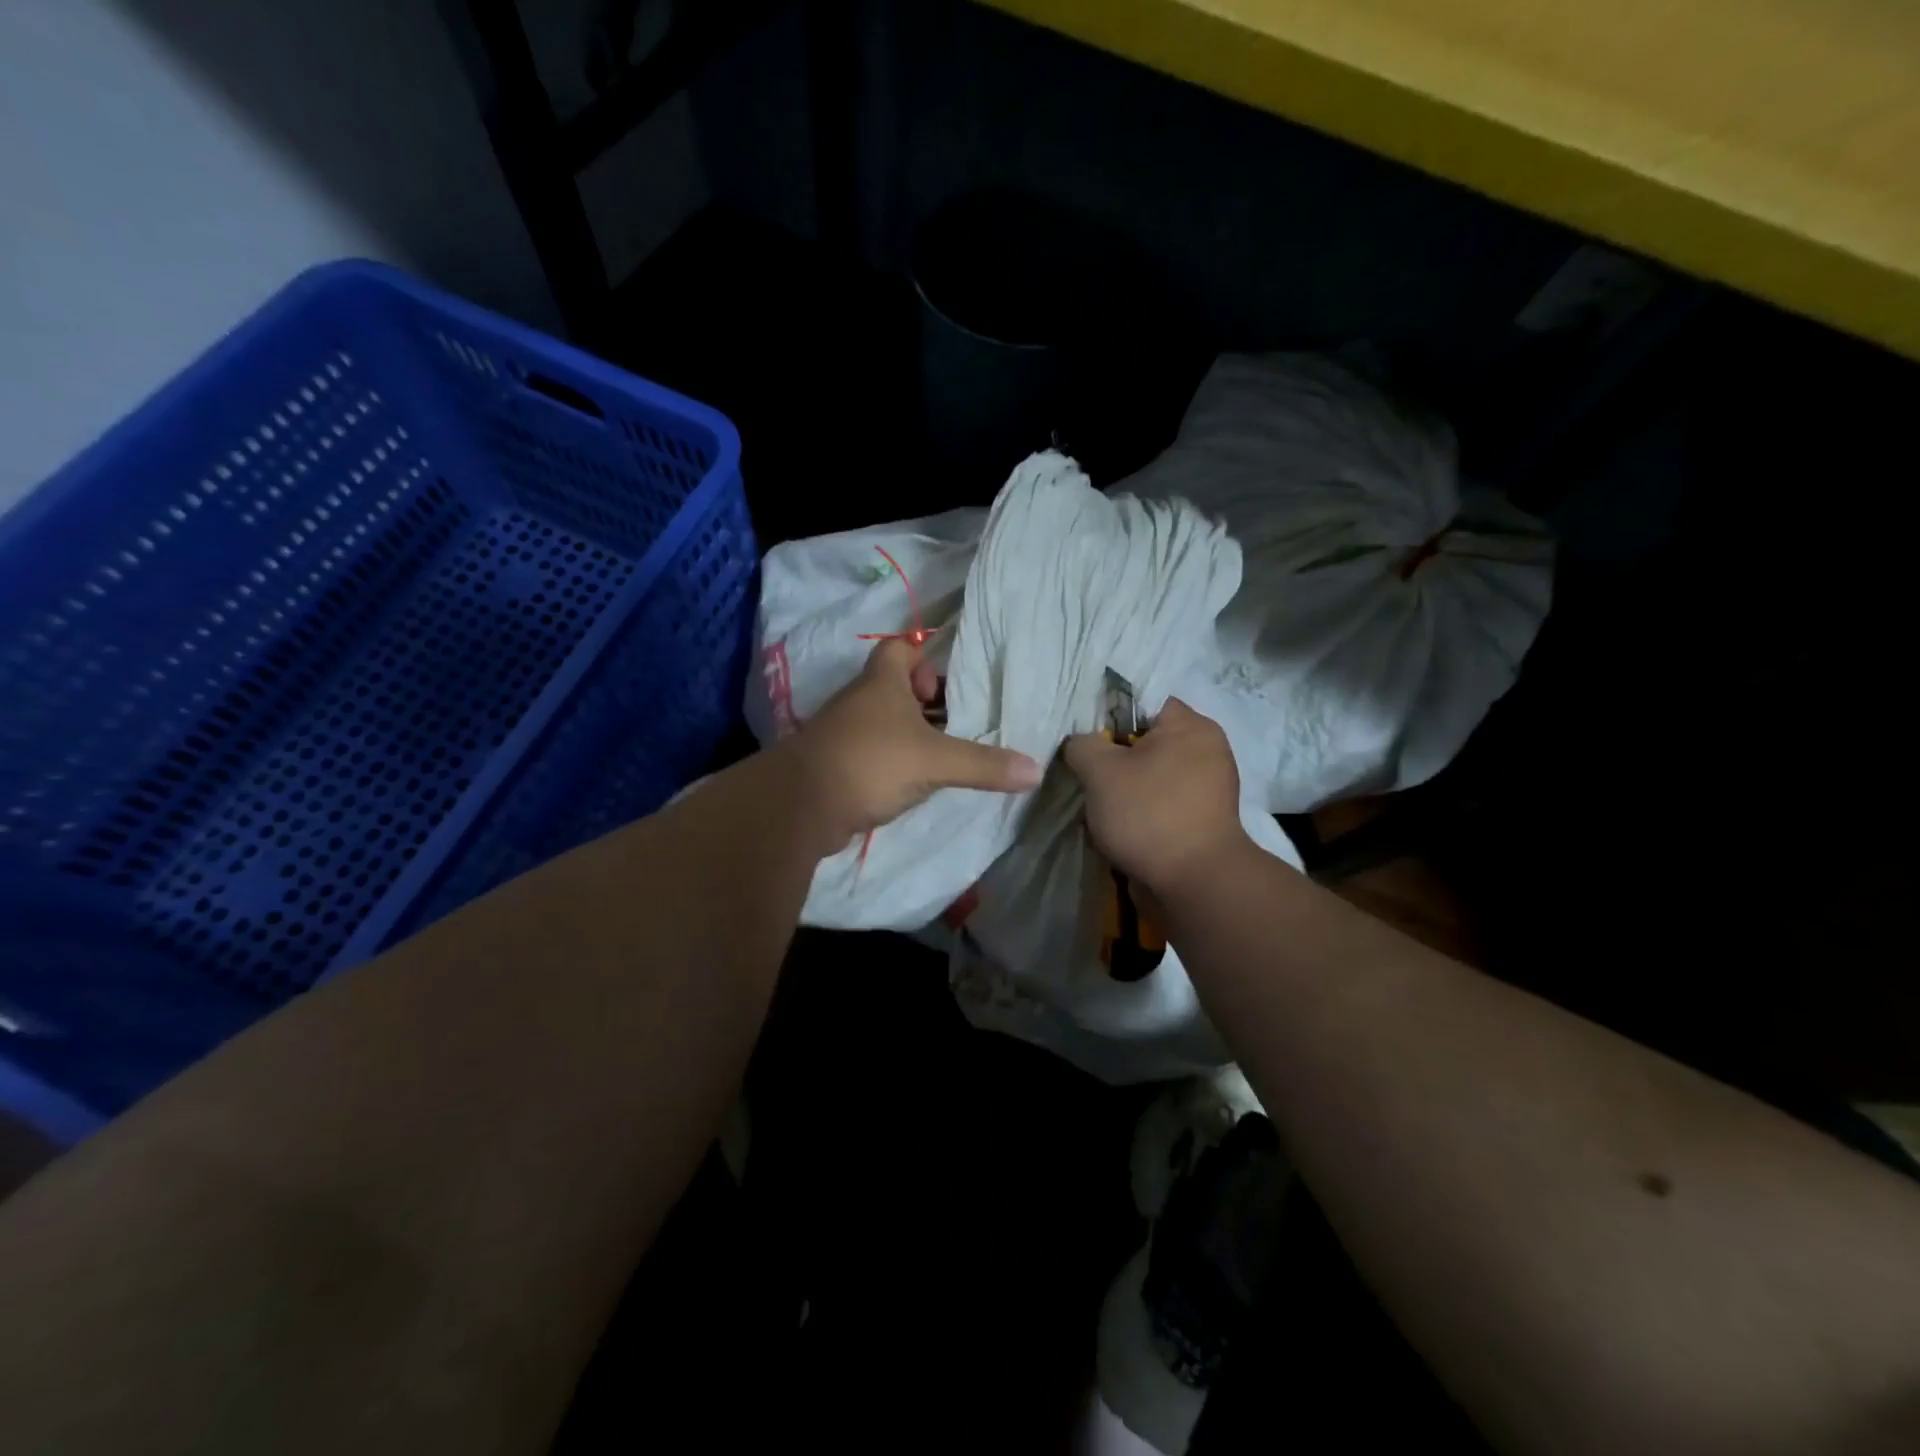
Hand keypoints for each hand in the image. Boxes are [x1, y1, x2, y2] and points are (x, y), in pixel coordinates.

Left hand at [783, 638, 1042, 845]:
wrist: (802, 805)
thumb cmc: (870, 762)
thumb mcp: (935, 761)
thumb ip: (984, 765)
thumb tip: (1036, 770)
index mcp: (882, 682)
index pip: (900, 647)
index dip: (926, 656)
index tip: (950, 683)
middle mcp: (860, 700)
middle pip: (896, 686)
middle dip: (928, 701)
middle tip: (960, 722)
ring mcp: (845, 733)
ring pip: (885, 722)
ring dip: (912, 734)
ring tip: (947, 753)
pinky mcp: (838, 764)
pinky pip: (874, 752)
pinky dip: (894, 761)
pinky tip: (917, 782)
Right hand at [1063, 697, 1250, 897]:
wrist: (1194, 883)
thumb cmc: (1149, 814)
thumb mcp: (1100, 770)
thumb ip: (1082, 744)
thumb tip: (1080, 745)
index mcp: (1192, 726)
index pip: (1142, 703)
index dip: (1108, 718)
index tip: (1086, 742)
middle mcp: (1207, 750)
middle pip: (1145, 741)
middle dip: (1114, 759)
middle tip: (1089, 777)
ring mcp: (1208, 788)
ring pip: (1151, 775)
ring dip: (1124, 790)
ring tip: (1100, 807)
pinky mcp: (1202, 820)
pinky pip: (1162, 803)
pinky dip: (1141, 812)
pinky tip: (1120, 828)